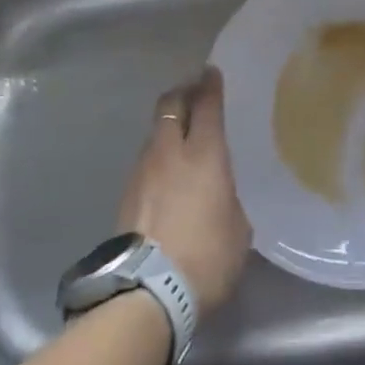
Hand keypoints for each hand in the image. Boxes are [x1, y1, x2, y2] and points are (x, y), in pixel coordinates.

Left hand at [117, 67, 250, 312]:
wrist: (148, 291)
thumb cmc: (207, 257)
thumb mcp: (238, 229)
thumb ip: (229, 199)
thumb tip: (220, 196)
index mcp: (205, 155)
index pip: (207, 105)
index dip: (210, 86)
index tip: (211, 73)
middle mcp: (170, 152)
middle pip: (171, 105)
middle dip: (183, 92)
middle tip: (194, 91)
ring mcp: (143, 171)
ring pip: (155, 132)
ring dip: (168, 125)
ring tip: (180, 134)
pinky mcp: (126, 193)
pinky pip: (146, 160)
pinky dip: (158, 155)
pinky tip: (166, 173)